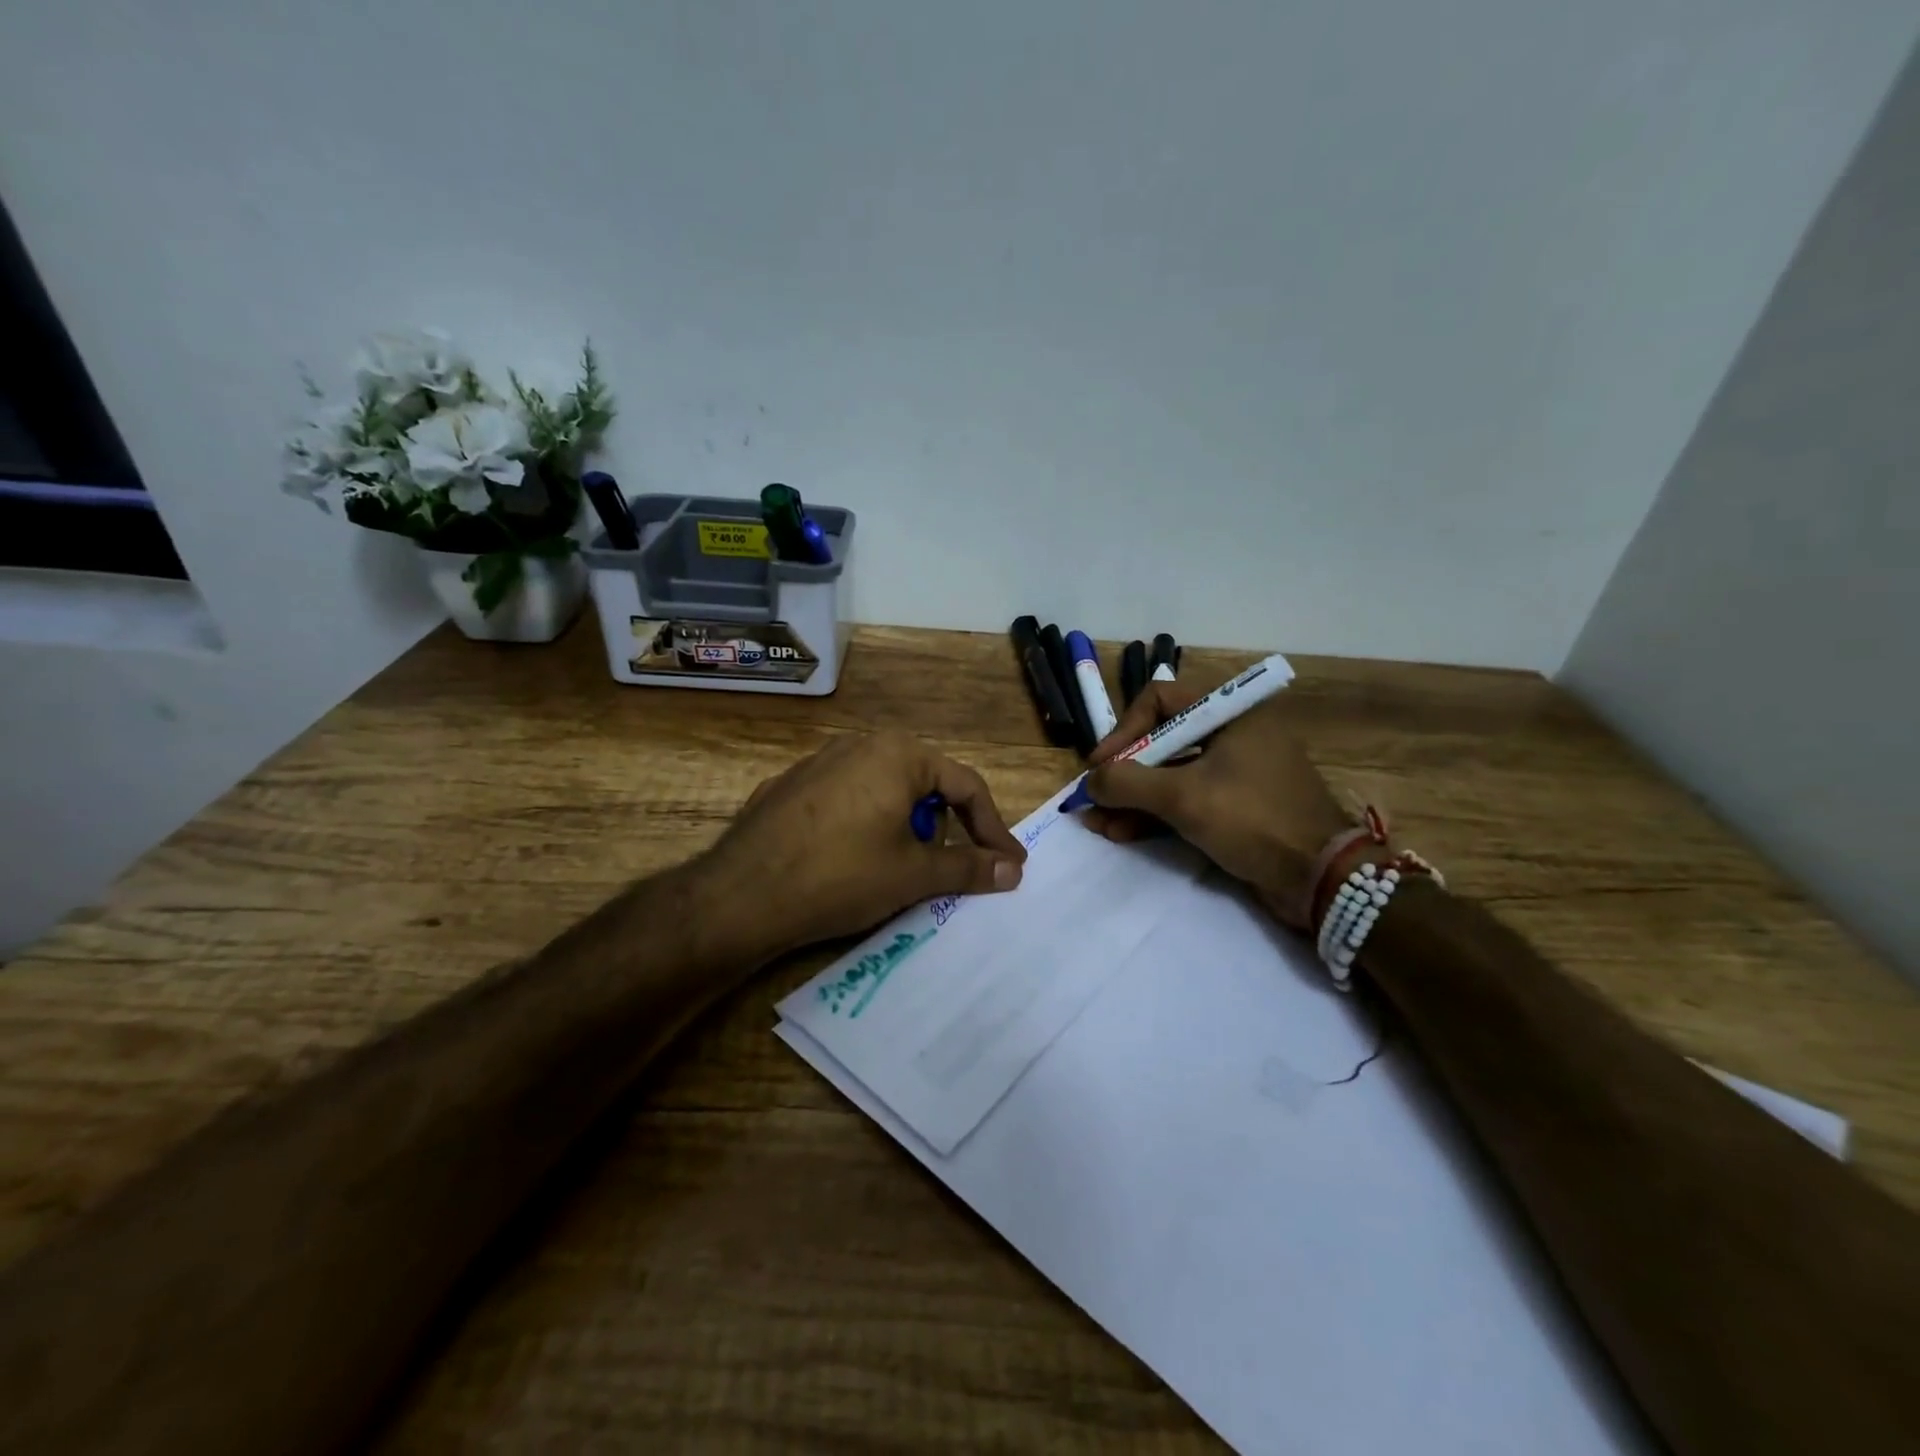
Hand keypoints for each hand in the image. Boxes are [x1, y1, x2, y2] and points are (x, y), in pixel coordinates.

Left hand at [695, 730, 1027, 963]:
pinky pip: (845, 801)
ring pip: (883, 791)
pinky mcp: (788, 787)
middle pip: (924, 784)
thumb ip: (969, 868)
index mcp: (898, 754)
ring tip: (897, 868)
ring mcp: (818, 762)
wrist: (740, 895)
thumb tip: (1012, 870)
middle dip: (945, 828)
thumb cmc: (842, 876)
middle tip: (950, 868)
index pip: (966, 786)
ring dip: (904, 827)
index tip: (1009, 865)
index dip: (992, 829)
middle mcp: (859, 745)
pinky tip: (848, 861)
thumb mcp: (913, 875)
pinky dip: (863, 826)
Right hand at [1081, 678, 1352, 927]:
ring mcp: (1236, 771)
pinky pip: (1186, 799)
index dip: (1124, 731)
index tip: (1101, 766)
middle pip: (1161, 740)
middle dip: (1124, 773)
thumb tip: (1089, 783)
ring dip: (1133, 799)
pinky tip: (1123, 834)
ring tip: (1099, 825)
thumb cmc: (1254, 820)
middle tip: (1094, 799)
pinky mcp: (1236, 805)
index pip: (1159, 700)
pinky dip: (1155, 814)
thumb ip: (1128, 783)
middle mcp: (1233, 733)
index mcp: (1231, 713)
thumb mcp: (1184, 797)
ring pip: (1170, 774)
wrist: (1322, 879)